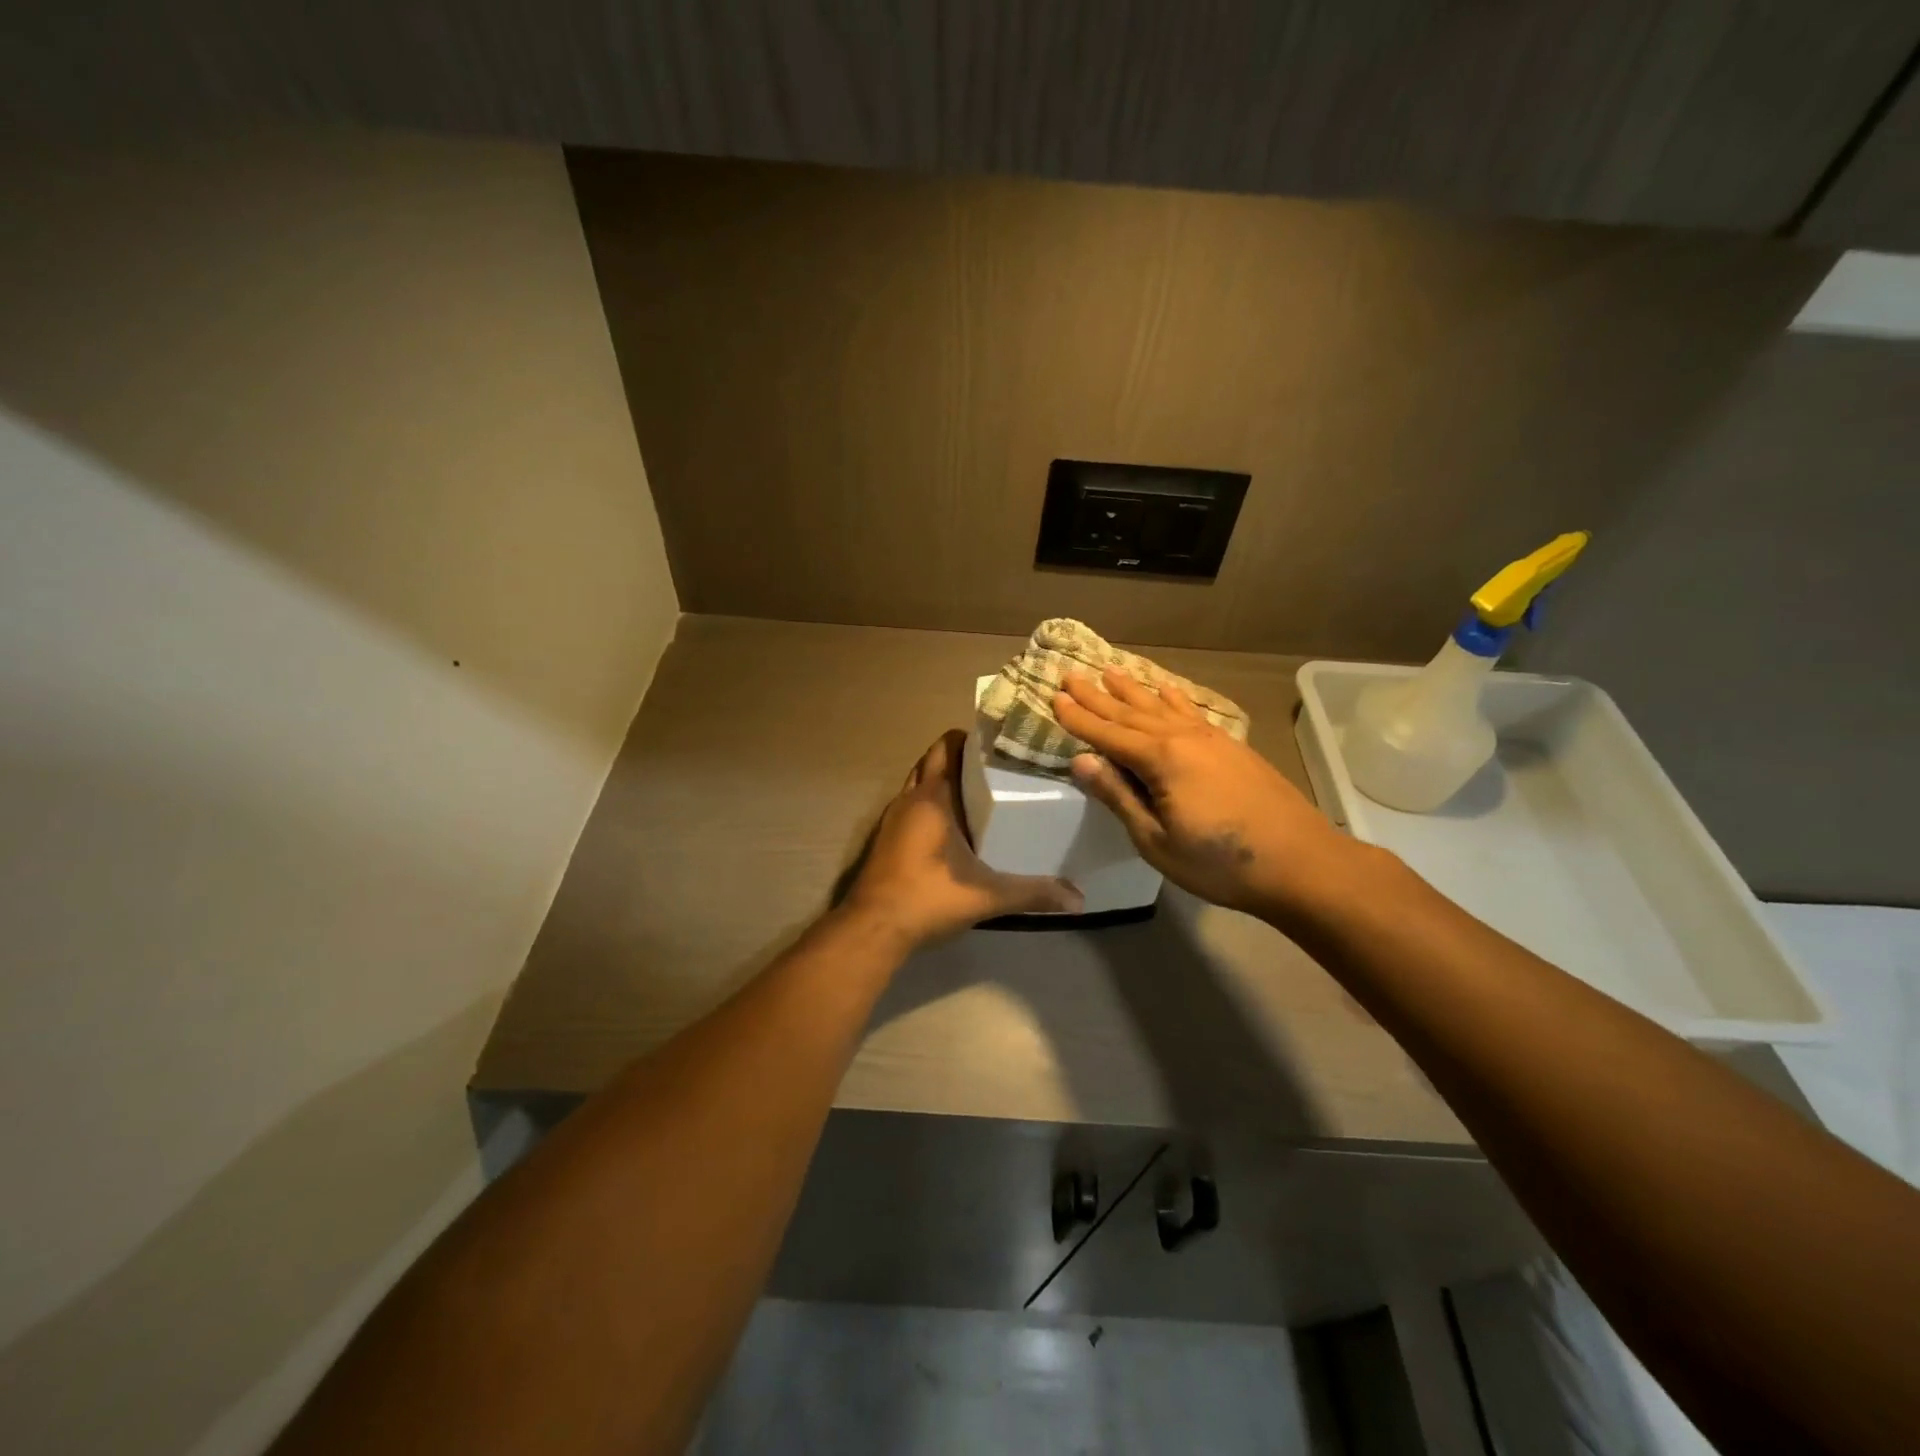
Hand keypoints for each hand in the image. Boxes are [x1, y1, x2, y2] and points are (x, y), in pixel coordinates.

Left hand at [842, 730, 1083, 946]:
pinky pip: (910, 806)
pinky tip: (952, 826)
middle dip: (959, 757)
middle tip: (995, 767)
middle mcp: (909, 799)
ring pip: (918, 783)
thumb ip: (1032, 893)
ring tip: (978, 791)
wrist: (873, 928)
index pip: (947, 746)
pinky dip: (929, 804)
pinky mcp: (885, 839)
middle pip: (932, 760)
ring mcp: (892, 819)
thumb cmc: (928, 896)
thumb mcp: (987, 895)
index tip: (1000, 743)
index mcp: (932, 797)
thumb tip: (1079, 899)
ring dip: (942, 780)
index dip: (970, 738)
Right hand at [1053, 668, 1358, 919]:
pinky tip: (1166, 689)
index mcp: (1161, 760)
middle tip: (1071, 674)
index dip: (1079, 718)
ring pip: (1161, 707)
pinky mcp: (1232, 747)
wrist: (1301, 862)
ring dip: (1133, 690)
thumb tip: (1081, 761)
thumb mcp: (1156, 840)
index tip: (1054, 698)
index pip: (1107, 734)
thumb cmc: (1219, 863)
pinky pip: (1192, 712)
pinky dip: (1174, 699)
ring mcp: (1211, 739)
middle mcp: (1183, 738)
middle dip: (1098, 696)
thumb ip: (1119, 797)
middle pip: (1131, 713)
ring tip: (1110, 671)